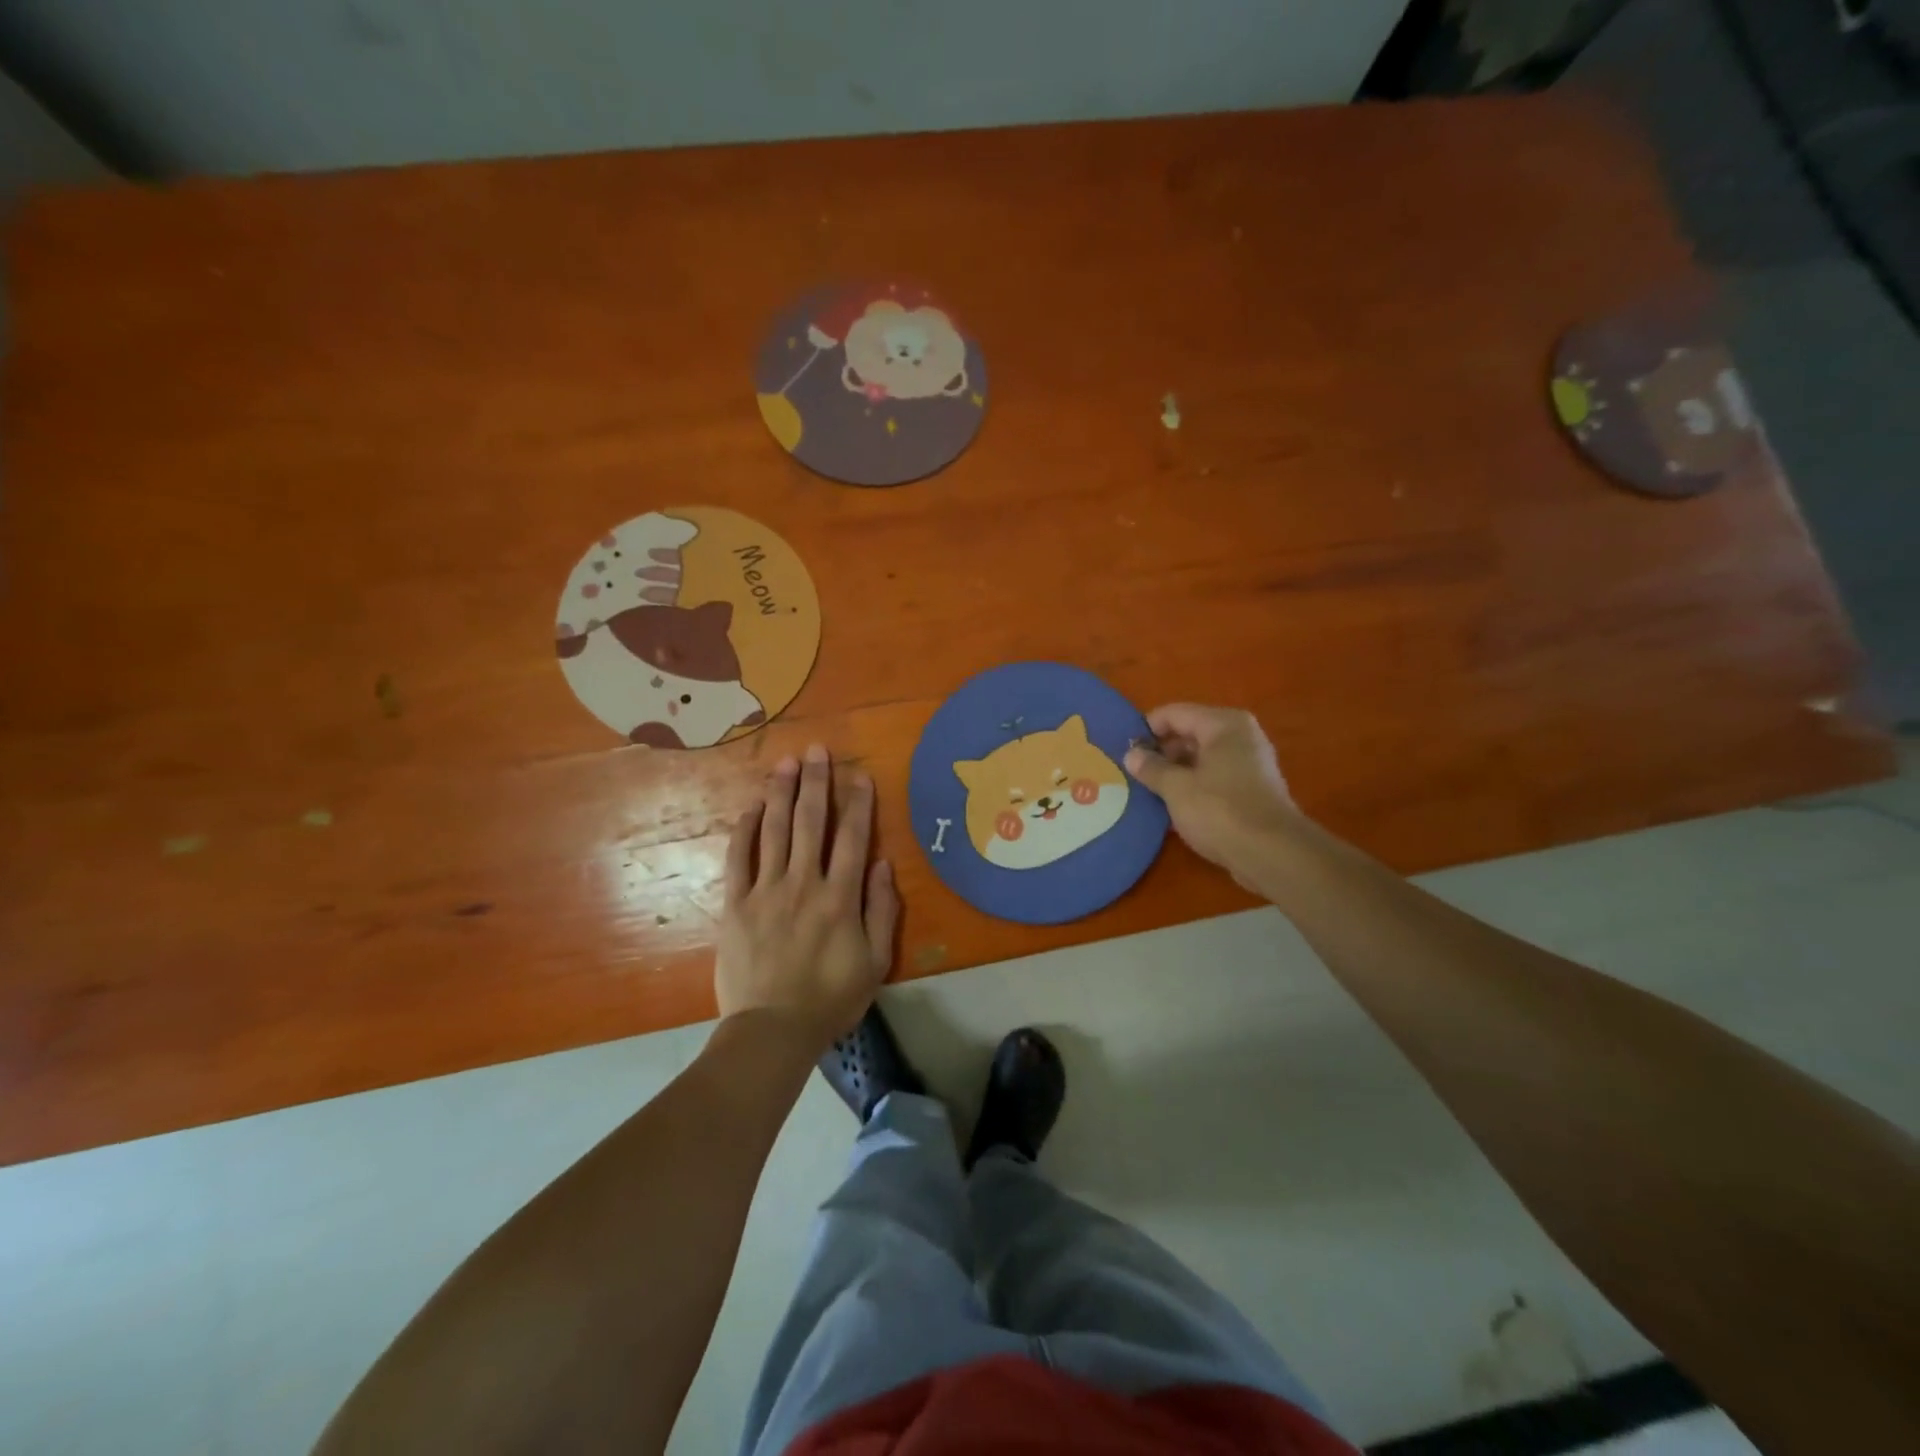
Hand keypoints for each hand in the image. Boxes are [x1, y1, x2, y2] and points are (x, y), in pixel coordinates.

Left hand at [715, 744, 898, 1053]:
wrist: (772, 1030)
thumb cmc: (831, 998)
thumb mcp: (875, 961)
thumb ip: (881, 909)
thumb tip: (882, 863)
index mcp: (840, 897)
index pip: (852, 838)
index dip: (857, 803)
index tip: (859, 774)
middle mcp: (803, 883)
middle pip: (810, 822)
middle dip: (816, 783)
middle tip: (817, 750)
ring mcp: (766, 891)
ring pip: (774, 831)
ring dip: (781, 793)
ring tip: (786, 762)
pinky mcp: (736, 904)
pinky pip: (740, 859)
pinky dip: (745, 830)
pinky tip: (751, 807)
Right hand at [1124, 704, 1303, 888]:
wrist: (1273, 854)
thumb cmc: (1220, 811)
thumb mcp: (1176, 788)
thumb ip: (1151, 768)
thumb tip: (1131, 755)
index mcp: (1223, 724)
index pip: (1174, 713)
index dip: (1146, 729)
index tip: (1124, 751)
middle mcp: (1240, 736)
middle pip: (1189, 733)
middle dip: (1161, 752)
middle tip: (1133, 772)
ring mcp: (1249, 763)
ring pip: (1201, 758)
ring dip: (1175, 771)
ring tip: (1148, 789)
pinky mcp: (1252, 789)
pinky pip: (1214, 777)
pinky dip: (1193, 785)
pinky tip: (1173, 805)